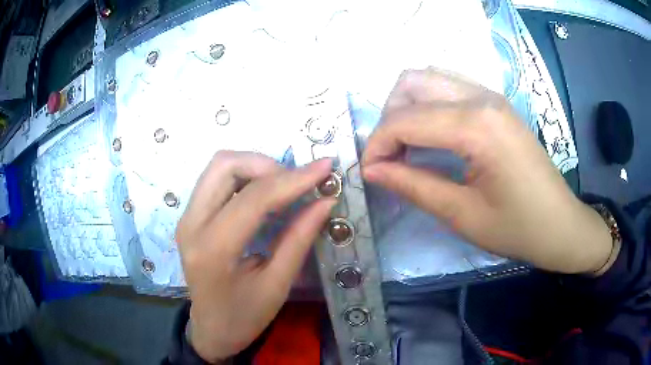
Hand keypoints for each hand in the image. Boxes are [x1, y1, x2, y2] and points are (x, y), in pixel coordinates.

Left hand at [176, 151, 334, 362]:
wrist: (211, 329)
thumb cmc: (244, 317)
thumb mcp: (277, 285)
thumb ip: (299, 239)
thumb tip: (325, 201)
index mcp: (212, 249)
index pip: (253, 198)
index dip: (293, 179)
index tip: (325, 167)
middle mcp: (191, 224)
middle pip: (225, 165)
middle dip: (267, 165)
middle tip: (297, 183)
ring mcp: (186, 217)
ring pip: (219, 167)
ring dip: (255, 167)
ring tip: (284, 187)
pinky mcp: (190, 216)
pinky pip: (216, 180)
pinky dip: (244, 177)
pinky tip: (265, 194)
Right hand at [362, 69, 612, 274]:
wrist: (560, 224)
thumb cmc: (517, 228)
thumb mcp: (462, 215)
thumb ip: (413, 185)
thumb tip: (372, 170)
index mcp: (476, 125)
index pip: (405, 119)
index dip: (378, 146)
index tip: (369, 174)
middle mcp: (481, 97)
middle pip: (411, 83)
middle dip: (389, 118)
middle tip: (391, 157)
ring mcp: (491, 95)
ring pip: (429, 77)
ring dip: (407, 106)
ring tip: (408, 144)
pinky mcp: (496, 102)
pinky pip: (449, 85)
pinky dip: (428, 103)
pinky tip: (433, 134)